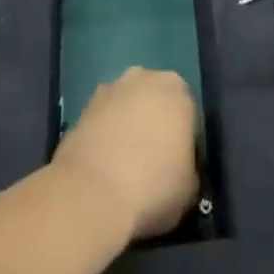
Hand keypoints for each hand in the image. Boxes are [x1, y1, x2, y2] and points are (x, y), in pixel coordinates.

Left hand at [51, 67, 199, 240]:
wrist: (92, 194)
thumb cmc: (153, 186)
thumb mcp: (191, 187)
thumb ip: (189, 166)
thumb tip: (180, 167)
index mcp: (179, 91)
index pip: (188, 111)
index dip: (185, 138)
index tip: (179, 164)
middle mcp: (145, 78)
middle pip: (156, 100)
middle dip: (155, 123)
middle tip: (153, 161)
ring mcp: (110, 89)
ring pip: (127, 106)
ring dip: (127, 126)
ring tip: (124, 167)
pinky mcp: (83, 107)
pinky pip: (103, 120)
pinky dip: (105, 135)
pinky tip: (103, 166)